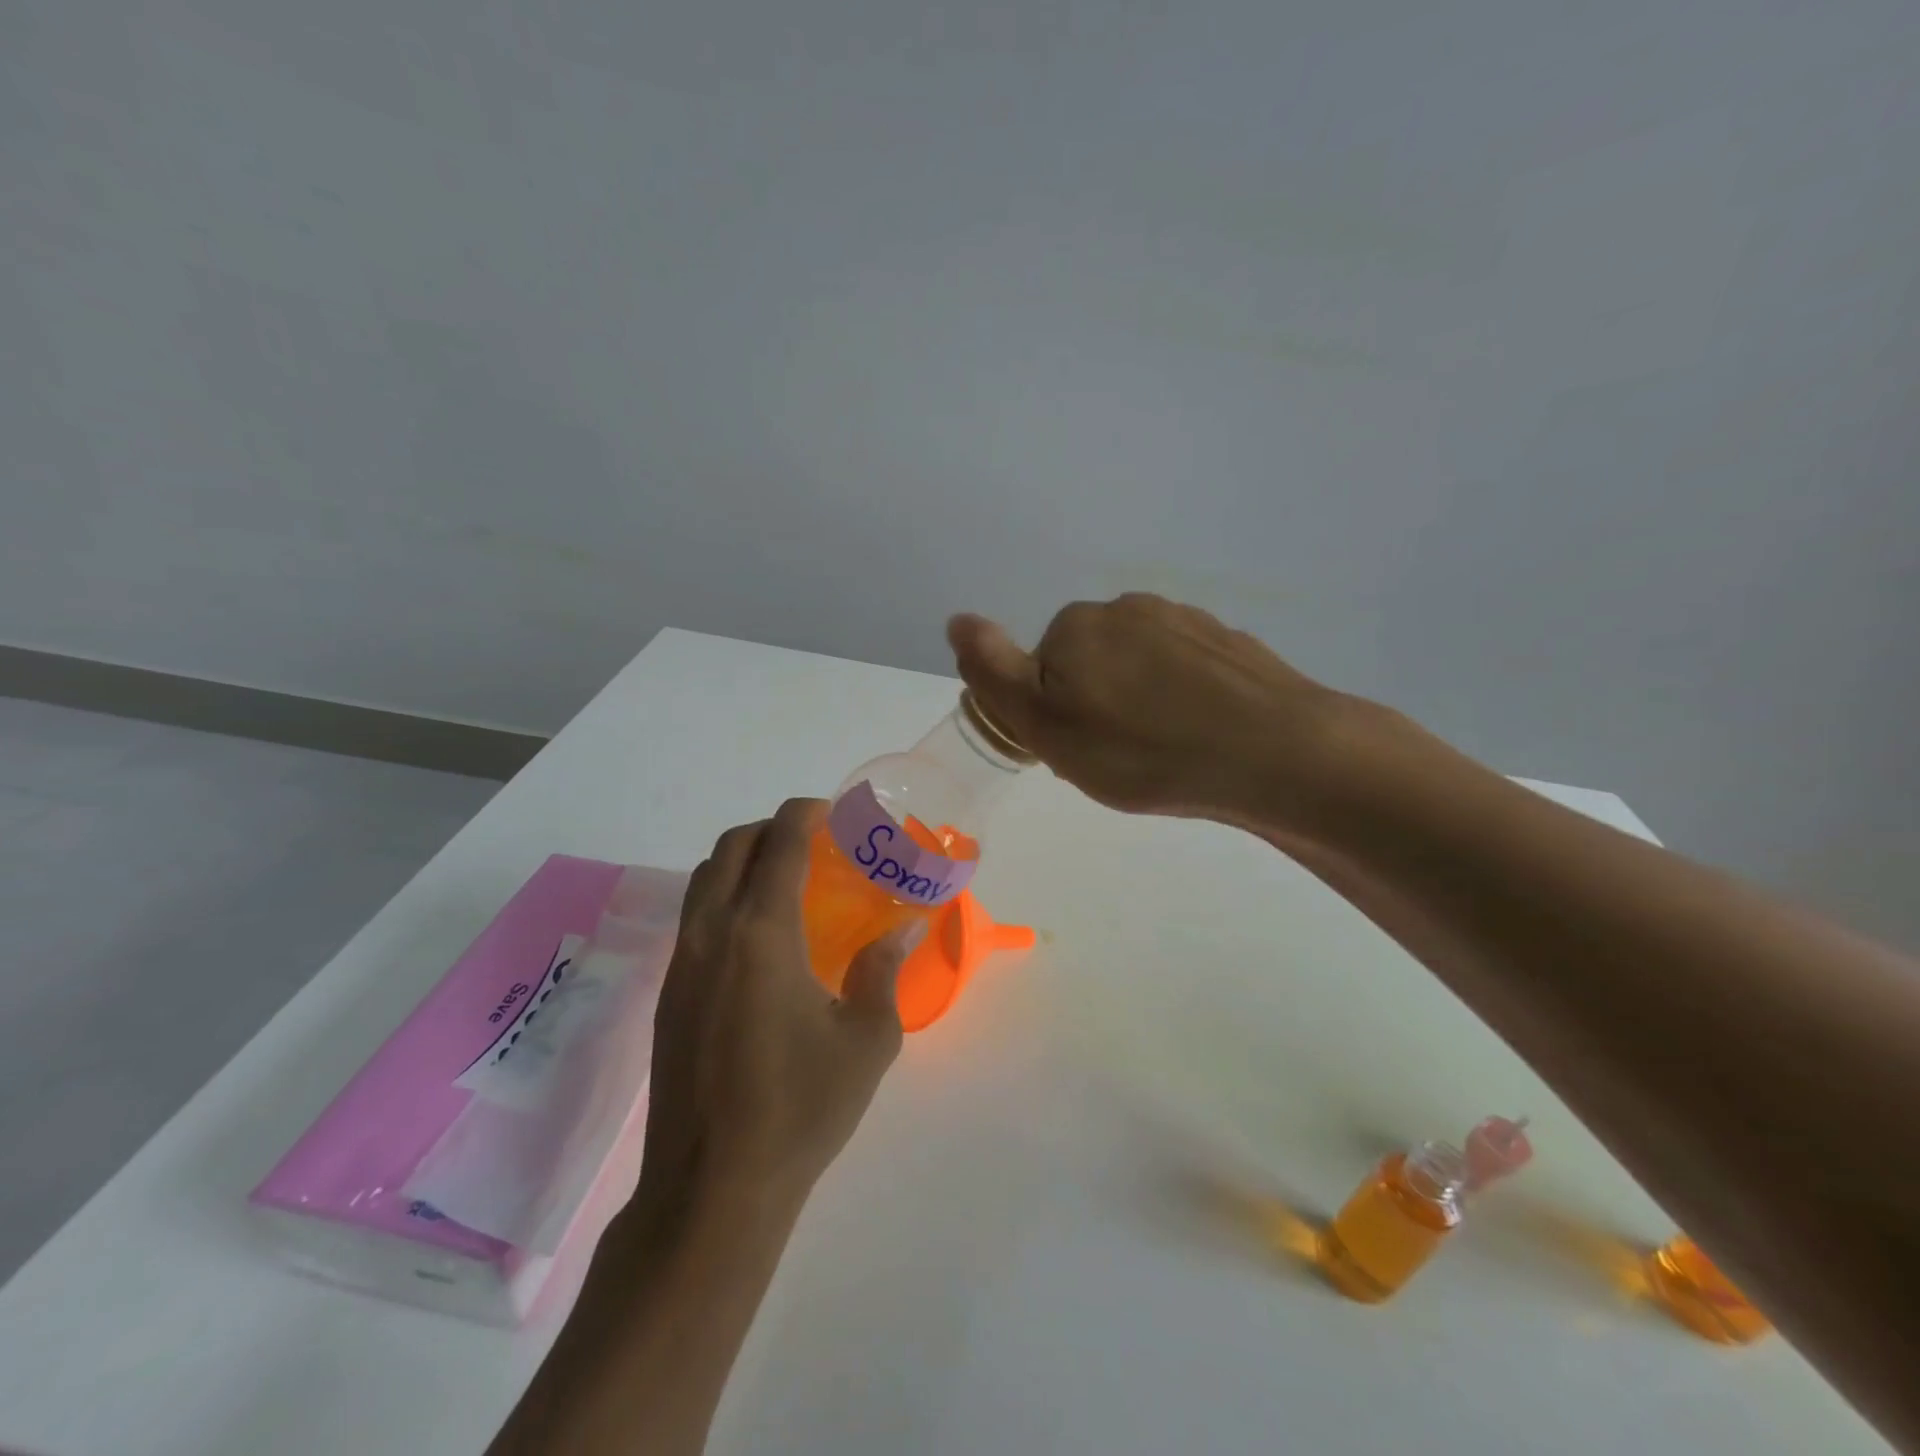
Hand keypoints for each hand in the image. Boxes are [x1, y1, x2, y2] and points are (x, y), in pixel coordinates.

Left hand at [636, 798, 921, 1222]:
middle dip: (771, 828)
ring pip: (705, 879)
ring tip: (786, 879)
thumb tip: (906, 926)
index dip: (803, 814)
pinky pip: (694, 915)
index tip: (831, 811)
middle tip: (813, 841)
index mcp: (761, 933)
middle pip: (732, 848)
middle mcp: (712, 934)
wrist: (712, 1188)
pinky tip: (758, 934)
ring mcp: (682, 963)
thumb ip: (884, 971)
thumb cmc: (800, 1109)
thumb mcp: (866, 1040)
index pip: (778, 844)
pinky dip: (724, 896)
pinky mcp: (669, 994)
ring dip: (743, 860)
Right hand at [949, 593, 1356, 836]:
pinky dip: (1183, 703)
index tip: (1078, 754)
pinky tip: (1202, 739)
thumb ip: (994, 672)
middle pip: (1089, 666)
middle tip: (1120, 761)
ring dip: (1139, 706)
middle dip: (1094, 708)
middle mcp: (1127, 609)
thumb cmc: (1143, 750)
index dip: (1050, 717)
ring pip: (1138, 670)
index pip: (1040, 671)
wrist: (1273, 753)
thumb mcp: (1046, 725)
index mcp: (1077, 625)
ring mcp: (1185, 621)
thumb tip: (957, 619)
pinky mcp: (1229, 645)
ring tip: (1166, 755)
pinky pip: (1184, 675)